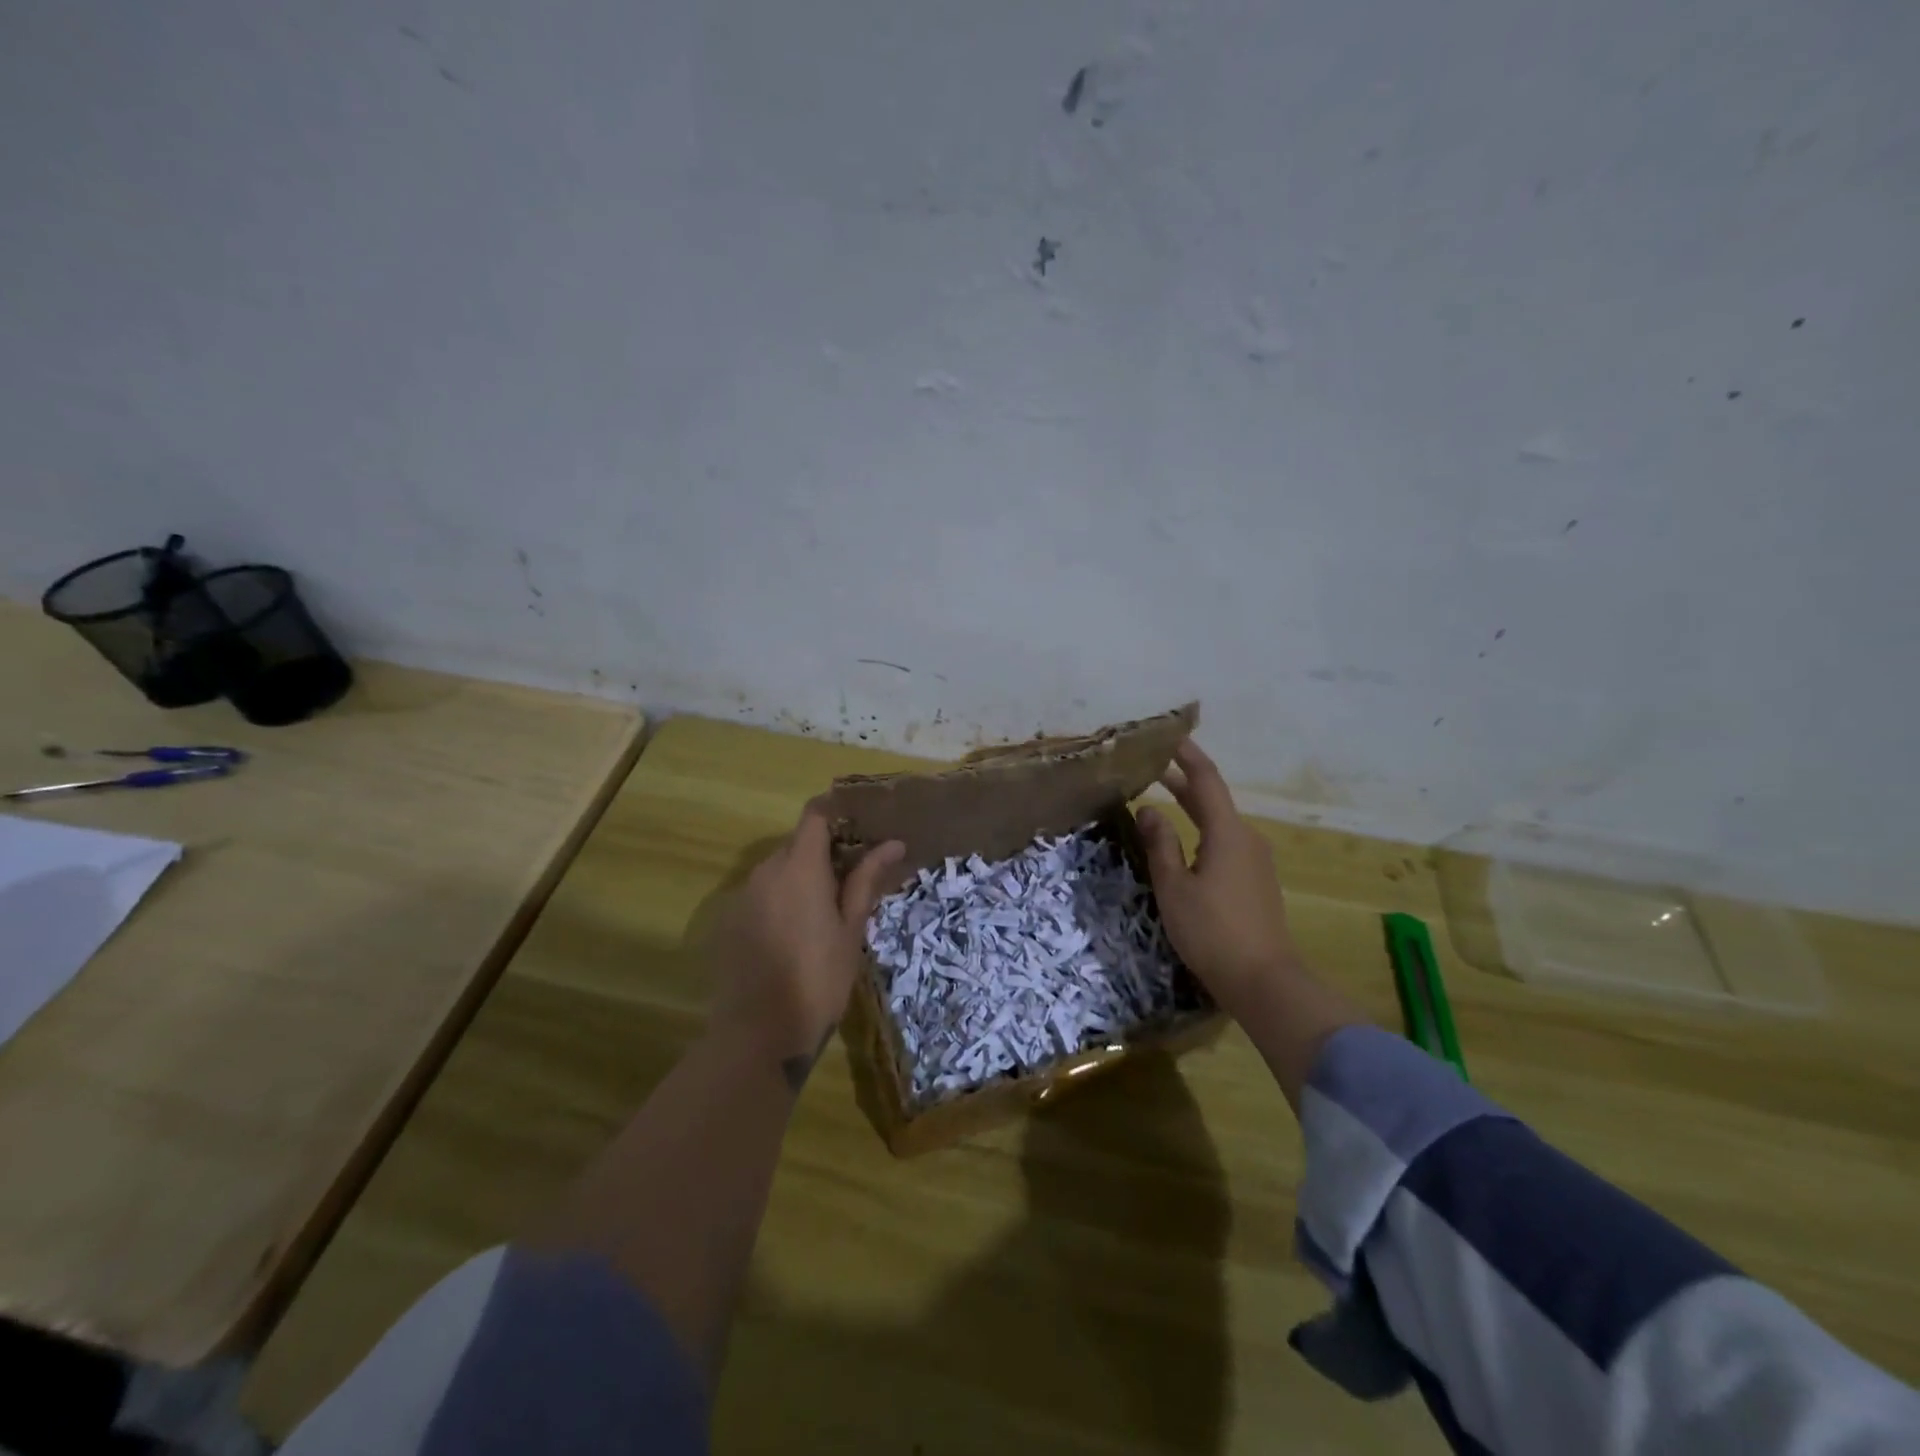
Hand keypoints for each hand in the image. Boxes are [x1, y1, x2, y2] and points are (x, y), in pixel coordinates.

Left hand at [707, 805, 903, 1089]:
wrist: (759, 1034)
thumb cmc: (819, 979)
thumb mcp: (851, 929)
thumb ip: (866, 880)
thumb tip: (893, 843)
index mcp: (800, 867)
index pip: (814, 816)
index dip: (836, 814)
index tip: (859, 829)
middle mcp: (766, 871)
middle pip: (796, 843)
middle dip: (823, 853)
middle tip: (851, 880)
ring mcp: (742, 896)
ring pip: (777, 870)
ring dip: (800, 878)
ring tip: (824, 912)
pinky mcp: (728, 921)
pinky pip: (759, 895)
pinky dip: (778, 901)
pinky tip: (792, 936)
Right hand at [1137, 739, 1302, 1022]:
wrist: (1264, 980)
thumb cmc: (1212, 931)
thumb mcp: (1174, 887)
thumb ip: (1160, 844)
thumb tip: (1148, 809)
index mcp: (1227, 833)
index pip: (1206, 781)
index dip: (1187, 756)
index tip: (1169, 737)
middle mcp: (1246, 838)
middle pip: (1214, 800)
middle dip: (1183, 781)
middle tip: (1152, 768)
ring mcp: (1256, 861)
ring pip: (1220, 822)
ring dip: (1193, 807)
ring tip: (1163, 800)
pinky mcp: (1256, 881)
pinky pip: (1226, 842)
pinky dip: (1203, 831)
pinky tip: (1186, 843)